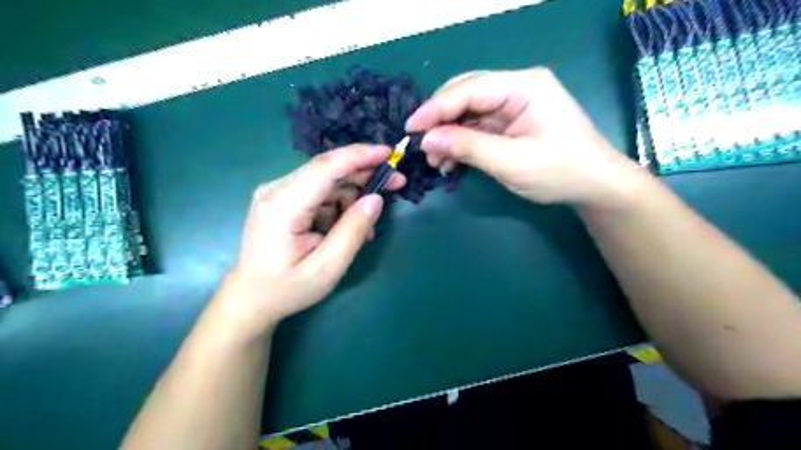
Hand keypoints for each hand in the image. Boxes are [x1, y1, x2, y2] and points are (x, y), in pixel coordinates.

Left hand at [215, 143, 407, 336]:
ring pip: (327, 181)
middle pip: (328, 170)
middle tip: (396, 182)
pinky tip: (348, 227)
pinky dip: (339, 205)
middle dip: (364, 173)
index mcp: (283, 206)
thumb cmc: (287, 288)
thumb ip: (353, 231)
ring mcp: (277, 193)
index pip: (325, 168)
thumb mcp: (327, 268)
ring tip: (367, 227)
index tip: (389, 153)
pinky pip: (319, 193)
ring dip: (353, 196)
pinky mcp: (282, 200)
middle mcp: (276, 190)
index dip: (359, 156)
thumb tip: (376, 199)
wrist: (251, 299)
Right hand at [407, 67, 649, 207]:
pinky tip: (450, 160)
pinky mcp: (512, 121)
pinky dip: (461, 142)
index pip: (468, 89)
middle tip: (420, 145)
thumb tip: (426, 139)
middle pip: (466, 94)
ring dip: (448, 134)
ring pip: (468, 111)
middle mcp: (517, 87)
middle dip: (440, 120)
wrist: (594, 185)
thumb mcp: (510, 162)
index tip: (409, 129)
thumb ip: (467, 147)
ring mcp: (514, 104)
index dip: (435, 108)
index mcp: (523, 86)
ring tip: (435, 161)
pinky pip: (478, 126)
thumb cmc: (559, 172)